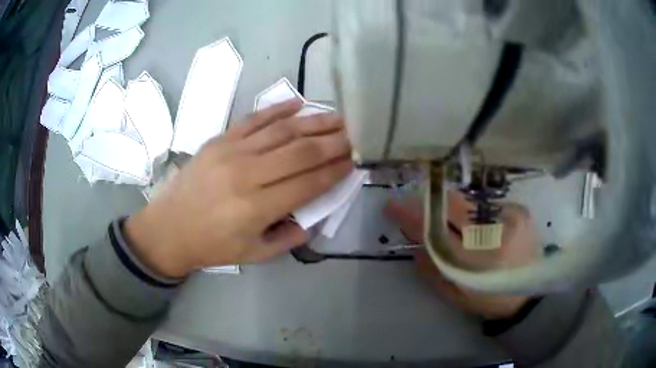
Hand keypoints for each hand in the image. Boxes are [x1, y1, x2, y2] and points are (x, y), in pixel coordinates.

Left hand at [126, 99, 352, 277]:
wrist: (168, 228)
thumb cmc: (211, 246)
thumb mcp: (254, 254)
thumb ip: (289, 237)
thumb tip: (314, 215)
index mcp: (256, 208)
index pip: (308, 183)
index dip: (335, 171)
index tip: (354, 162)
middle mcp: (247, 174)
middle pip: (300, 151)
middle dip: (333, 142)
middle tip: (354, 135)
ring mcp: (231, 151)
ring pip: (281, 130)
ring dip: (313, 122)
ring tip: (337, 118)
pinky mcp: (219, 139)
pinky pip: (254, 119)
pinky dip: (278, 109)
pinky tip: (299, 103)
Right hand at [385, 192, 538, 318]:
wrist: (527, 294)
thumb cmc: (488, 299)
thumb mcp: (455, 294)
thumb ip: (432, 271)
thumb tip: (415, 246)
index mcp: (475, 262)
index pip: (436, 232)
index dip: (412, 217)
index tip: (392, 206)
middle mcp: (494, 235)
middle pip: (455, 208)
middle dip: (432, 202)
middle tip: (417, 201)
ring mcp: (510, 219)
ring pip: (471, 202)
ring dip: (454, 206)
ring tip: (447, 213)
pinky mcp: (521, 211)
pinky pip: (488, 204)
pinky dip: (476, 210)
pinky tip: (476, 222)